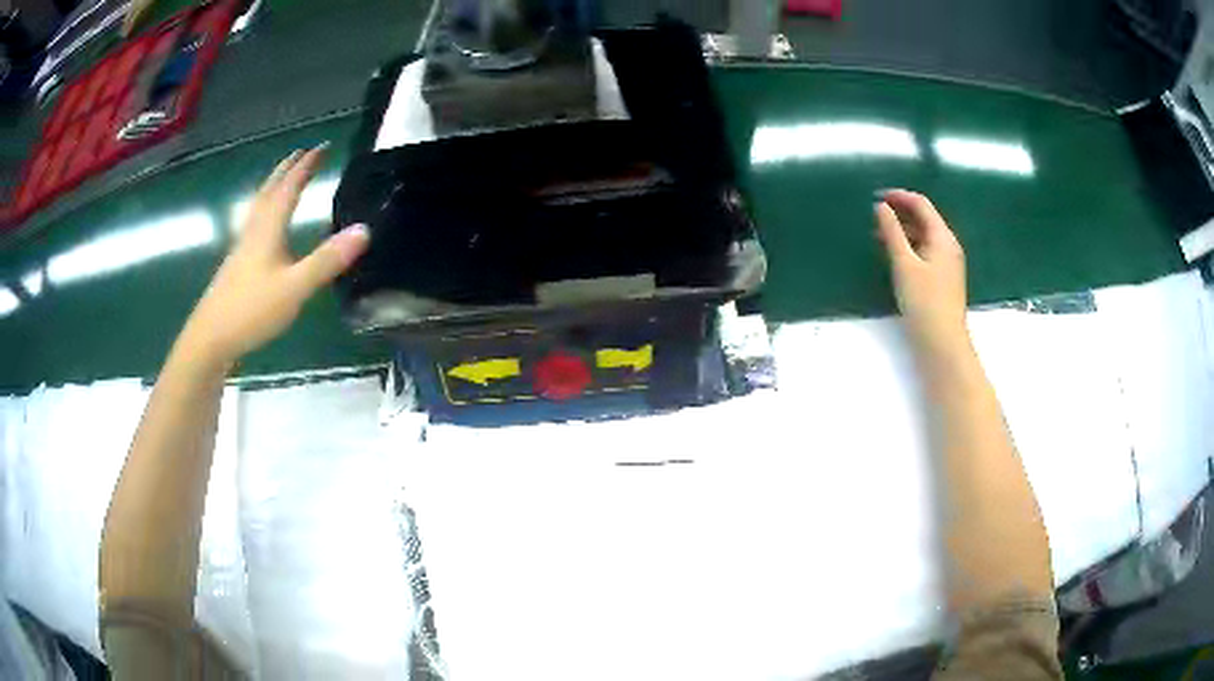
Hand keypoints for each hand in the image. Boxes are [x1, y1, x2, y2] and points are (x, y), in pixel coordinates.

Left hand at [178, 145, 369, 368]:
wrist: (210, 338)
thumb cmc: (251, 310)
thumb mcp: (294, 288)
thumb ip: (327, 260)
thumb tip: (364, 230)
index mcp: (268, 229)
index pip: (289, 187)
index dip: (306, 165)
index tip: (323, 146)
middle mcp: (253, 231)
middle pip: (269, 190)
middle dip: (287, 169)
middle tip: (302, 153)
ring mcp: (242, 248)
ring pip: (258, 207)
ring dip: (273, 186)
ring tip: (284, 179)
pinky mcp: (237, 265)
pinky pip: (254, 224)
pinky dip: (265, 211)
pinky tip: (265, 227)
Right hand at [875, 190, 969, 358]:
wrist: (942, 342)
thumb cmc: (924, 301)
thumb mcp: (904, 263)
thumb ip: (892, 232)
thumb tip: (881, 206)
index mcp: (942, 237)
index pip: (922, 205)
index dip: (899, 196)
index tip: (876, 196)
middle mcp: (948, 245)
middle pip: (924, 219)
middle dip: (900, 213)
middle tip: (873, 216)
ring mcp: (947, 263)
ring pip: (923, 237)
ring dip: (902, 231)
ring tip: (877, 235)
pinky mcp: (942, 279)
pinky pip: (924, 252)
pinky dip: (908, 247)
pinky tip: (893, 255)